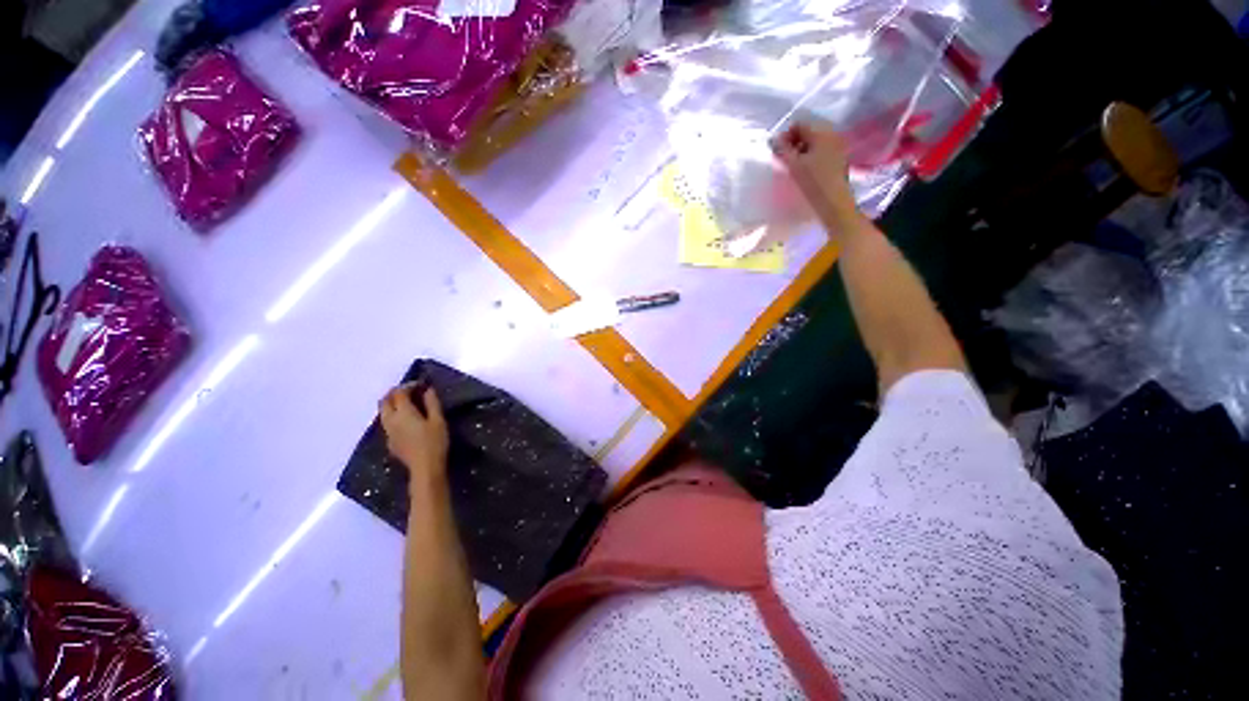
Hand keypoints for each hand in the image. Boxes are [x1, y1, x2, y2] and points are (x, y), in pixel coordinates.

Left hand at [380, 384, 448, 491]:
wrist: (424, 468)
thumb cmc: (435, 442)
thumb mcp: (438, 420)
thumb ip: (432, 403)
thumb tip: (428, 389)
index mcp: (403, 413)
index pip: (399, 393)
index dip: (409, 385)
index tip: (421, 384)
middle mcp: (391, 420)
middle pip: (385, 401)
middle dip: (394, 393)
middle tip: (409, 391)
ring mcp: (388, 432)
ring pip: (383, 412)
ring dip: (391, 404)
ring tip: (406, 403)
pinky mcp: (389, 442)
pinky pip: (386, 423)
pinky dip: (393, 415)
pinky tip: (405, 421)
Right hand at [772, 121, 862, 230]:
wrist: (834, 202)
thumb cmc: (813, 182)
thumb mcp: (793, 165)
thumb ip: (782, 149)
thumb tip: (774, 139)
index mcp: (821, 132)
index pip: (799, 124)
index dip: (786, 135)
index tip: (778, 151)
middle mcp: (832, 133)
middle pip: (809, 131)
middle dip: (795, 142)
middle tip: (784, 158)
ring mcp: (839, 145)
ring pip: (816, 141)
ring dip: (803, 149)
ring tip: (794, 165)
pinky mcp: (840, 157)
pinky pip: (823, 149)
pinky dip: (812, 155)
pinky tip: (806, 169)